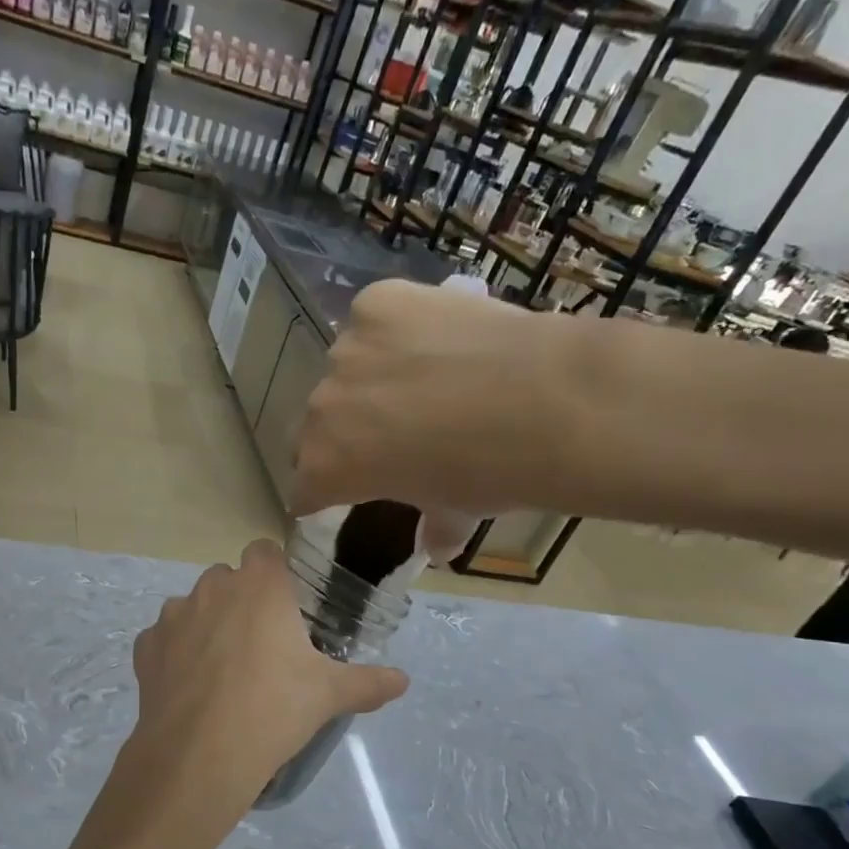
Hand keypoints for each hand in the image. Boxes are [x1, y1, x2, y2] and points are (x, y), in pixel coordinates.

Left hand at [111, 541, 407, 848]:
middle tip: (261, 645)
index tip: (286, 606)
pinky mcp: (145, 647)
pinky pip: (164, 639)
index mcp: (259, 586)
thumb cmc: (273, 710)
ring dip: (207, 625)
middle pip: (228, 579)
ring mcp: (172, 615)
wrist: (199, 755)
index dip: (275, 573)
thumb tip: (403, 681)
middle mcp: (212, 588)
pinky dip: (176, 654)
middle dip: (241, 601)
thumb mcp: (329, 695)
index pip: (265, 552)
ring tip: (223, 671)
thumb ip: (368, 682)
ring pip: (193, 607)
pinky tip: (191, 688)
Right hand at [292, 279, 579, 555]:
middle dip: (345, 432)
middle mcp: (321, 409)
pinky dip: (396, 329)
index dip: (323, 492)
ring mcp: (345, 350)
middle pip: (318, 426)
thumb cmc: (490, 474)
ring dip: (370, 378)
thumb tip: (437, 545)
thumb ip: (434, 526)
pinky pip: (374, 319)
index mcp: (325, 468)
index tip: (347, 490)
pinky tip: (435, 336)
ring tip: (424, 377)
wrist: (544, 401)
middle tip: (391, 433)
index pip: (304, 487)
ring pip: (346, 369)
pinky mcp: (377, 302)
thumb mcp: (455, 511)